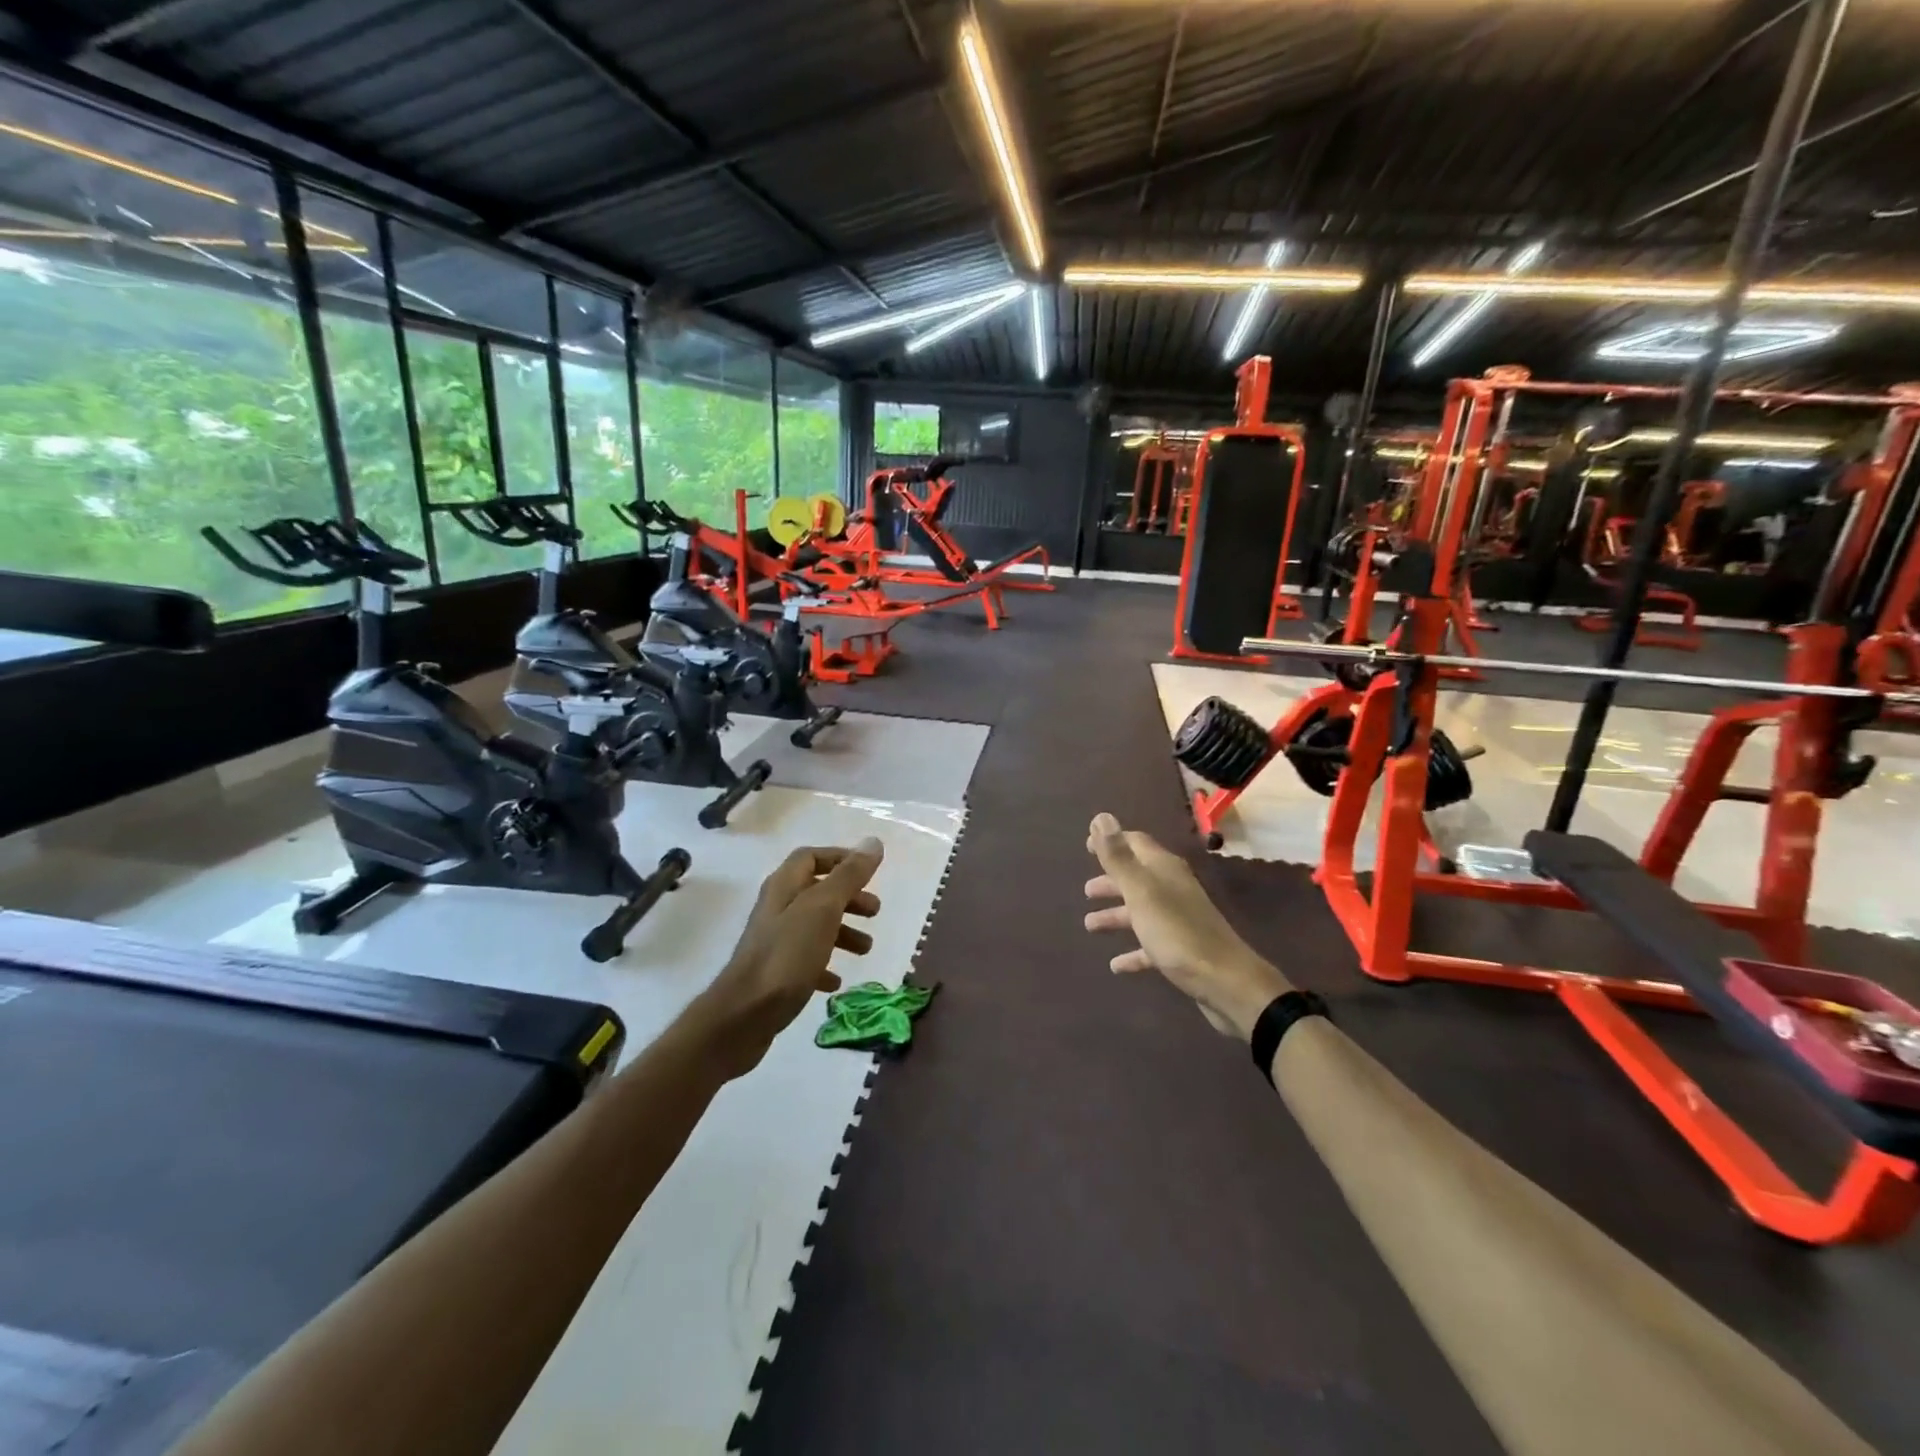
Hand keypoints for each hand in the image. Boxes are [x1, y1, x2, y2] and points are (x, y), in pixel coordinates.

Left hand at [694, 837, 883, 1076]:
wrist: (744, 1015)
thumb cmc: (787, 955)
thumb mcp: (823, 909)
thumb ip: (849, 876)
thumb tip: (873, 842)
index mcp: (784, 886)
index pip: (811, 857)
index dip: (841, 859)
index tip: (870, 872)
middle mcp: (777, 908)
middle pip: (817, 891)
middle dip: (849, 898)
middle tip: (875, 912)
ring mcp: (774, 942)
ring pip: (814, 926)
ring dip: (843, 932)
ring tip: (865, 950)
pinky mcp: (775, 973)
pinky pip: (805, 960)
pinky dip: (825, 964)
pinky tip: (836, 981)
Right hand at [1083, 813, 1290, 1039]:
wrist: (1227, 983)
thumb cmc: (1177, 933)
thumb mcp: (1141, 892)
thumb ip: (1118, 857)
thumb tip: (1101, 817)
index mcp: (1164, 870)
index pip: (1136, 843)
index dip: (1112, 842)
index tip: (1087, 845)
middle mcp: (1173, 889)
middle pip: (1137, 877)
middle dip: (1111, 881)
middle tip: (1086, 891)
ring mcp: (1179, 920)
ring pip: (1141, 911)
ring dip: (1116, 916)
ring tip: (1090, 925)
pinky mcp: (1183, 950)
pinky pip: (1151, 944)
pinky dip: (1133, 951)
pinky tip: (1116, 965)